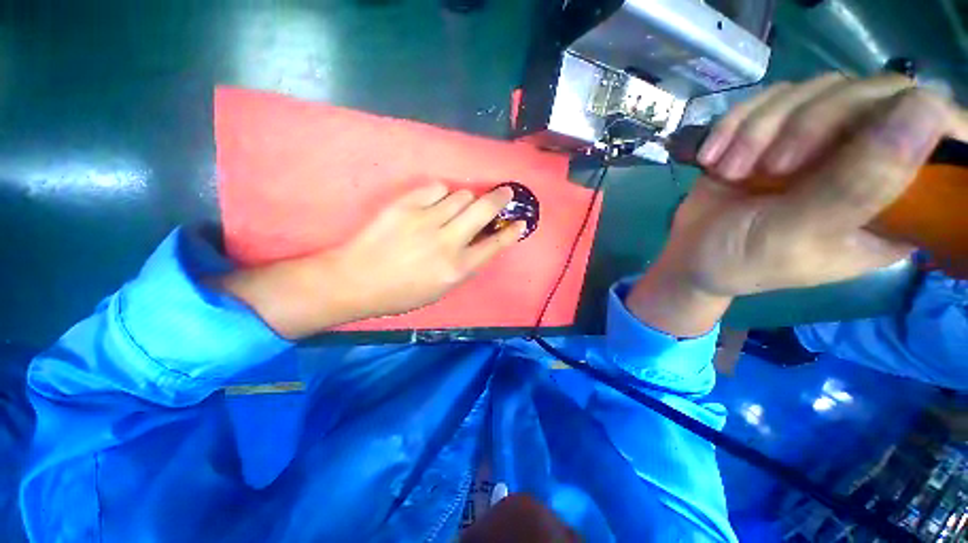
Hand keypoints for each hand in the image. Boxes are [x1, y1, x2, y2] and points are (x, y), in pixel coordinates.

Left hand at [216, 183, 522, 338]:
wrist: (357, 280)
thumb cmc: (402, 293)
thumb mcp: (441, 289)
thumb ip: (465, 265)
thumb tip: (482, 240)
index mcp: (457, 269)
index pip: (495, 245)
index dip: (512, 232)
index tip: (521, 222)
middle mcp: (447, 242)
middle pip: (484, 209)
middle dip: (500, 198)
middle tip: (505, 192)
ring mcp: (426, 220)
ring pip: (461, 195)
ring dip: (466, 200)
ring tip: (457, 207)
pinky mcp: (406, 205)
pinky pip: (437, 188)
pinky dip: (441, 194)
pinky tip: (435, 203)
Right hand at [628, 74, 965, 336]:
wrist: (690, 254)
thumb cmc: (744, 259)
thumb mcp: (800, 235)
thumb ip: (860, 185)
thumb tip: (926, 111)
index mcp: (897, 203)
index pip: (940, 135)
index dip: (916, 119)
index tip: (862, 137)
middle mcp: (871, 160)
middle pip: (874, 96)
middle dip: (813, 122)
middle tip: (772, 165)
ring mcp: (824, 141)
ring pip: (819, 89)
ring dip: (762, 126)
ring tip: (730, 169)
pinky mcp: (780, 131)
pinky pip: (772, 98)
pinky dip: (736, 123)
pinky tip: (713, 157)